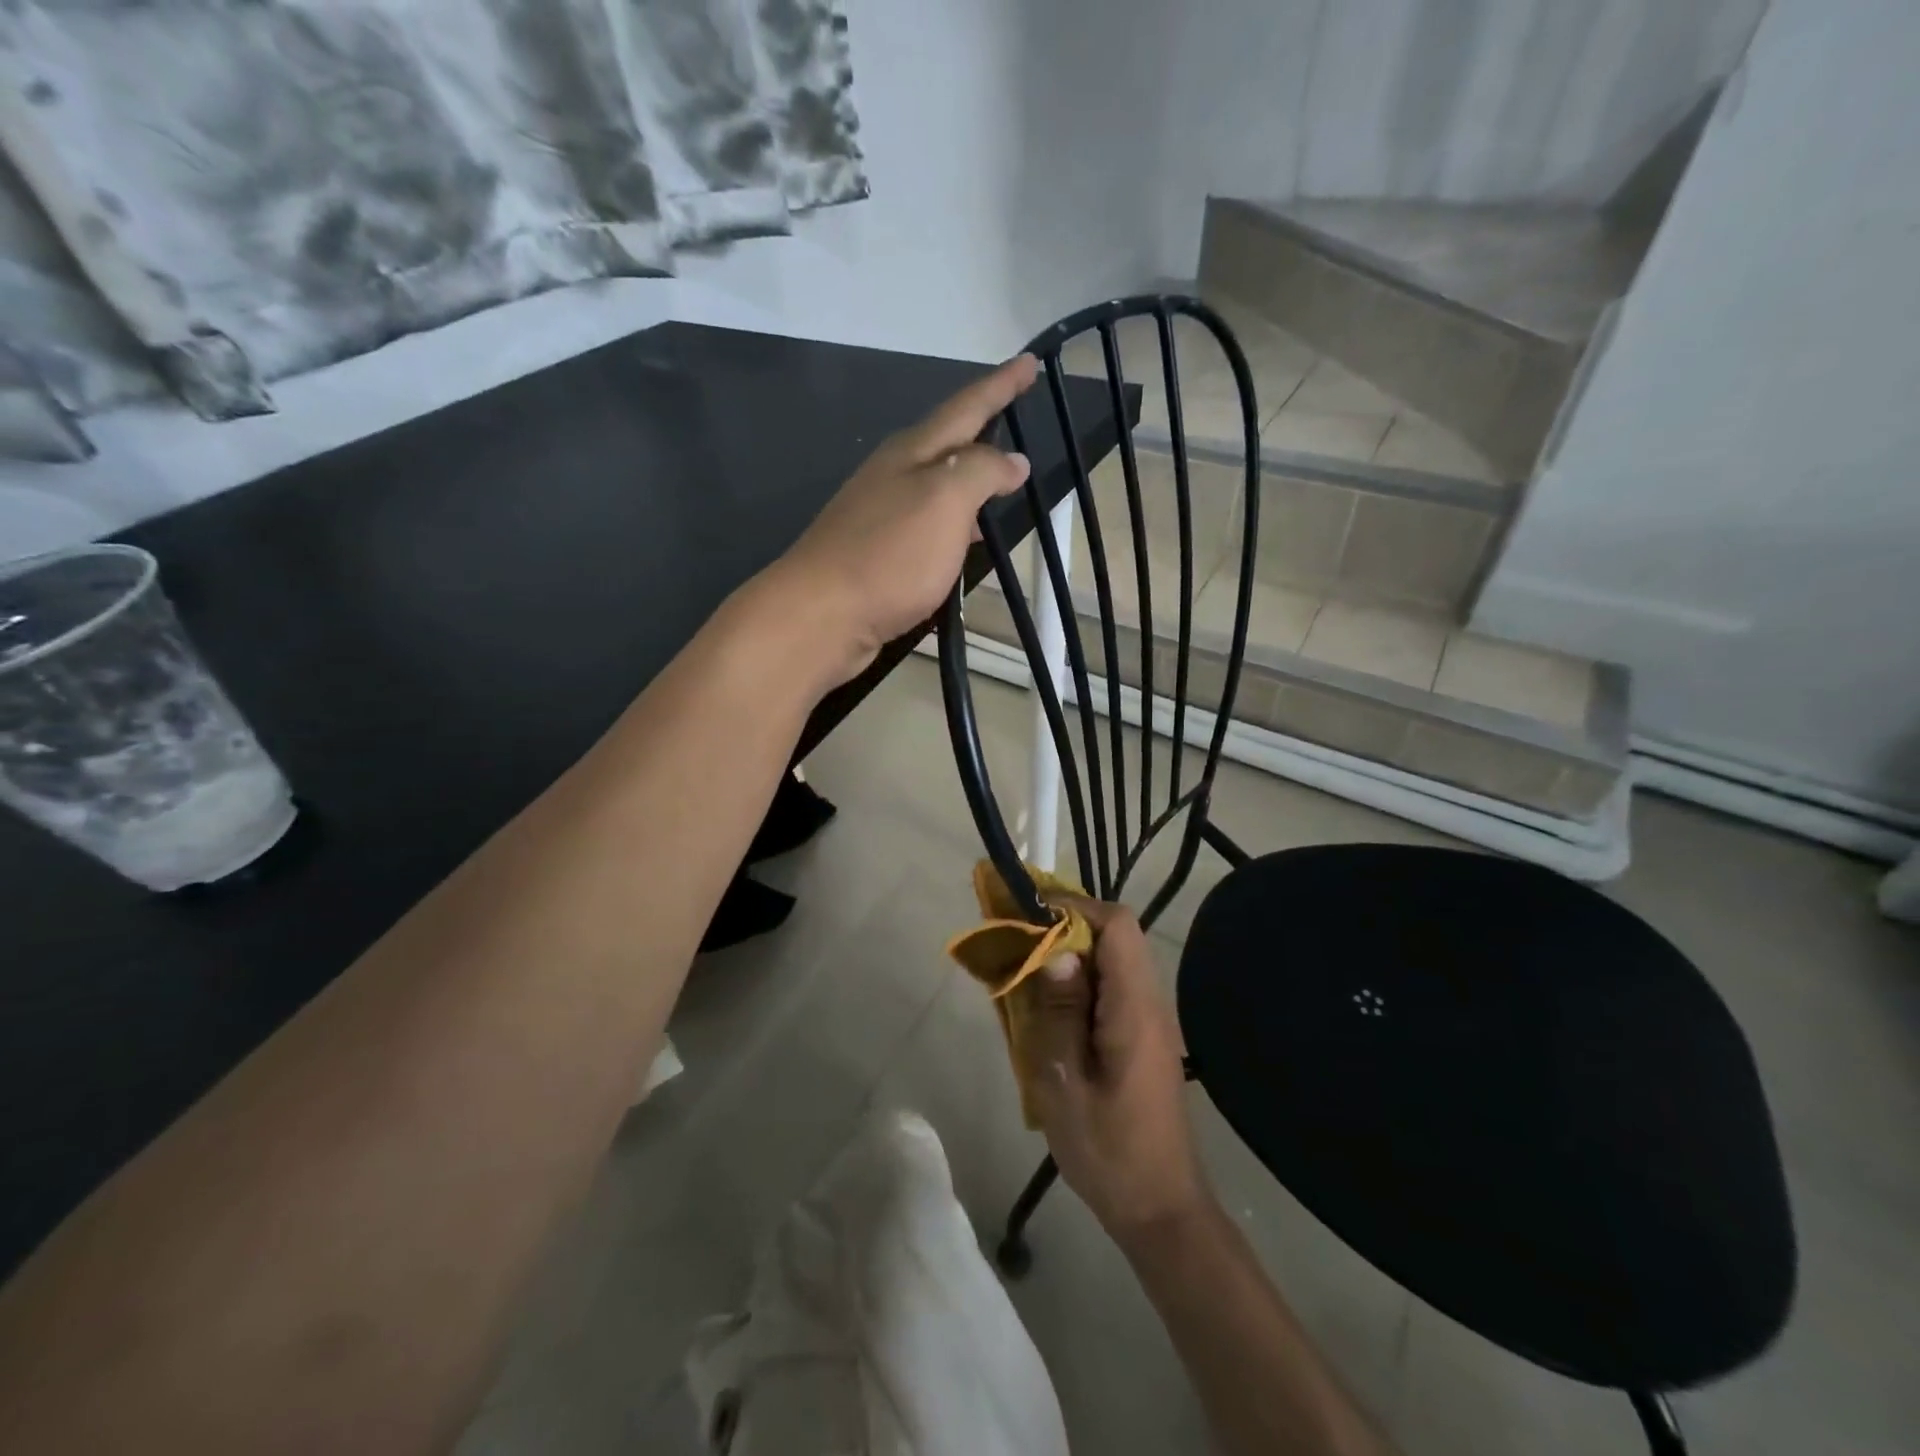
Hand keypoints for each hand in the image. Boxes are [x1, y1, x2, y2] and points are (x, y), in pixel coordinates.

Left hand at [770, 355, 1038, 687]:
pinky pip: (927, 525)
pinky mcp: (877, 554)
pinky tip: (965, 541)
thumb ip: (981, 472)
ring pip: (936, 485)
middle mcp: (893, 475)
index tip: (1030, 361)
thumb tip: (1013, 460)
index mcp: (911, 453)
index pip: (966, 408)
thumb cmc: (888, 555)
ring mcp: (880, 515)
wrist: (821, 616)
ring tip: (1003, 482)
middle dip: (982, 428)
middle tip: (1015, 415)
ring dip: (969, 479)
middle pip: (946, 442)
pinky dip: (954, 523)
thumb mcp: (945, 502)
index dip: (1000, 385)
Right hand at [1023, 897, 1209, 1244]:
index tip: (1028, 916)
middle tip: (1016, 941)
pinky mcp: (1141, 1037)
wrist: (1160, 1210)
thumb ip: (1060, 1012)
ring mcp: (1148, 1020)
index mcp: (1135, 1007)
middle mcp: (1149, 1002)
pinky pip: (1109, 988)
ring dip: (1068, 955)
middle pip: (1114, 935)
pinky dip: (1077, 984)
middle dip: (1064, 927)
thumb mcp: (1066, 1083)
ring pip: (1110, 960)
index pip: (1117, 924)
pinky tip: (1046, 1010)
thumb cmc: (1110, 1151)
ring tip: (1023, 971)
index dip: (1073, 906)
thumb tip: (1055, 952)